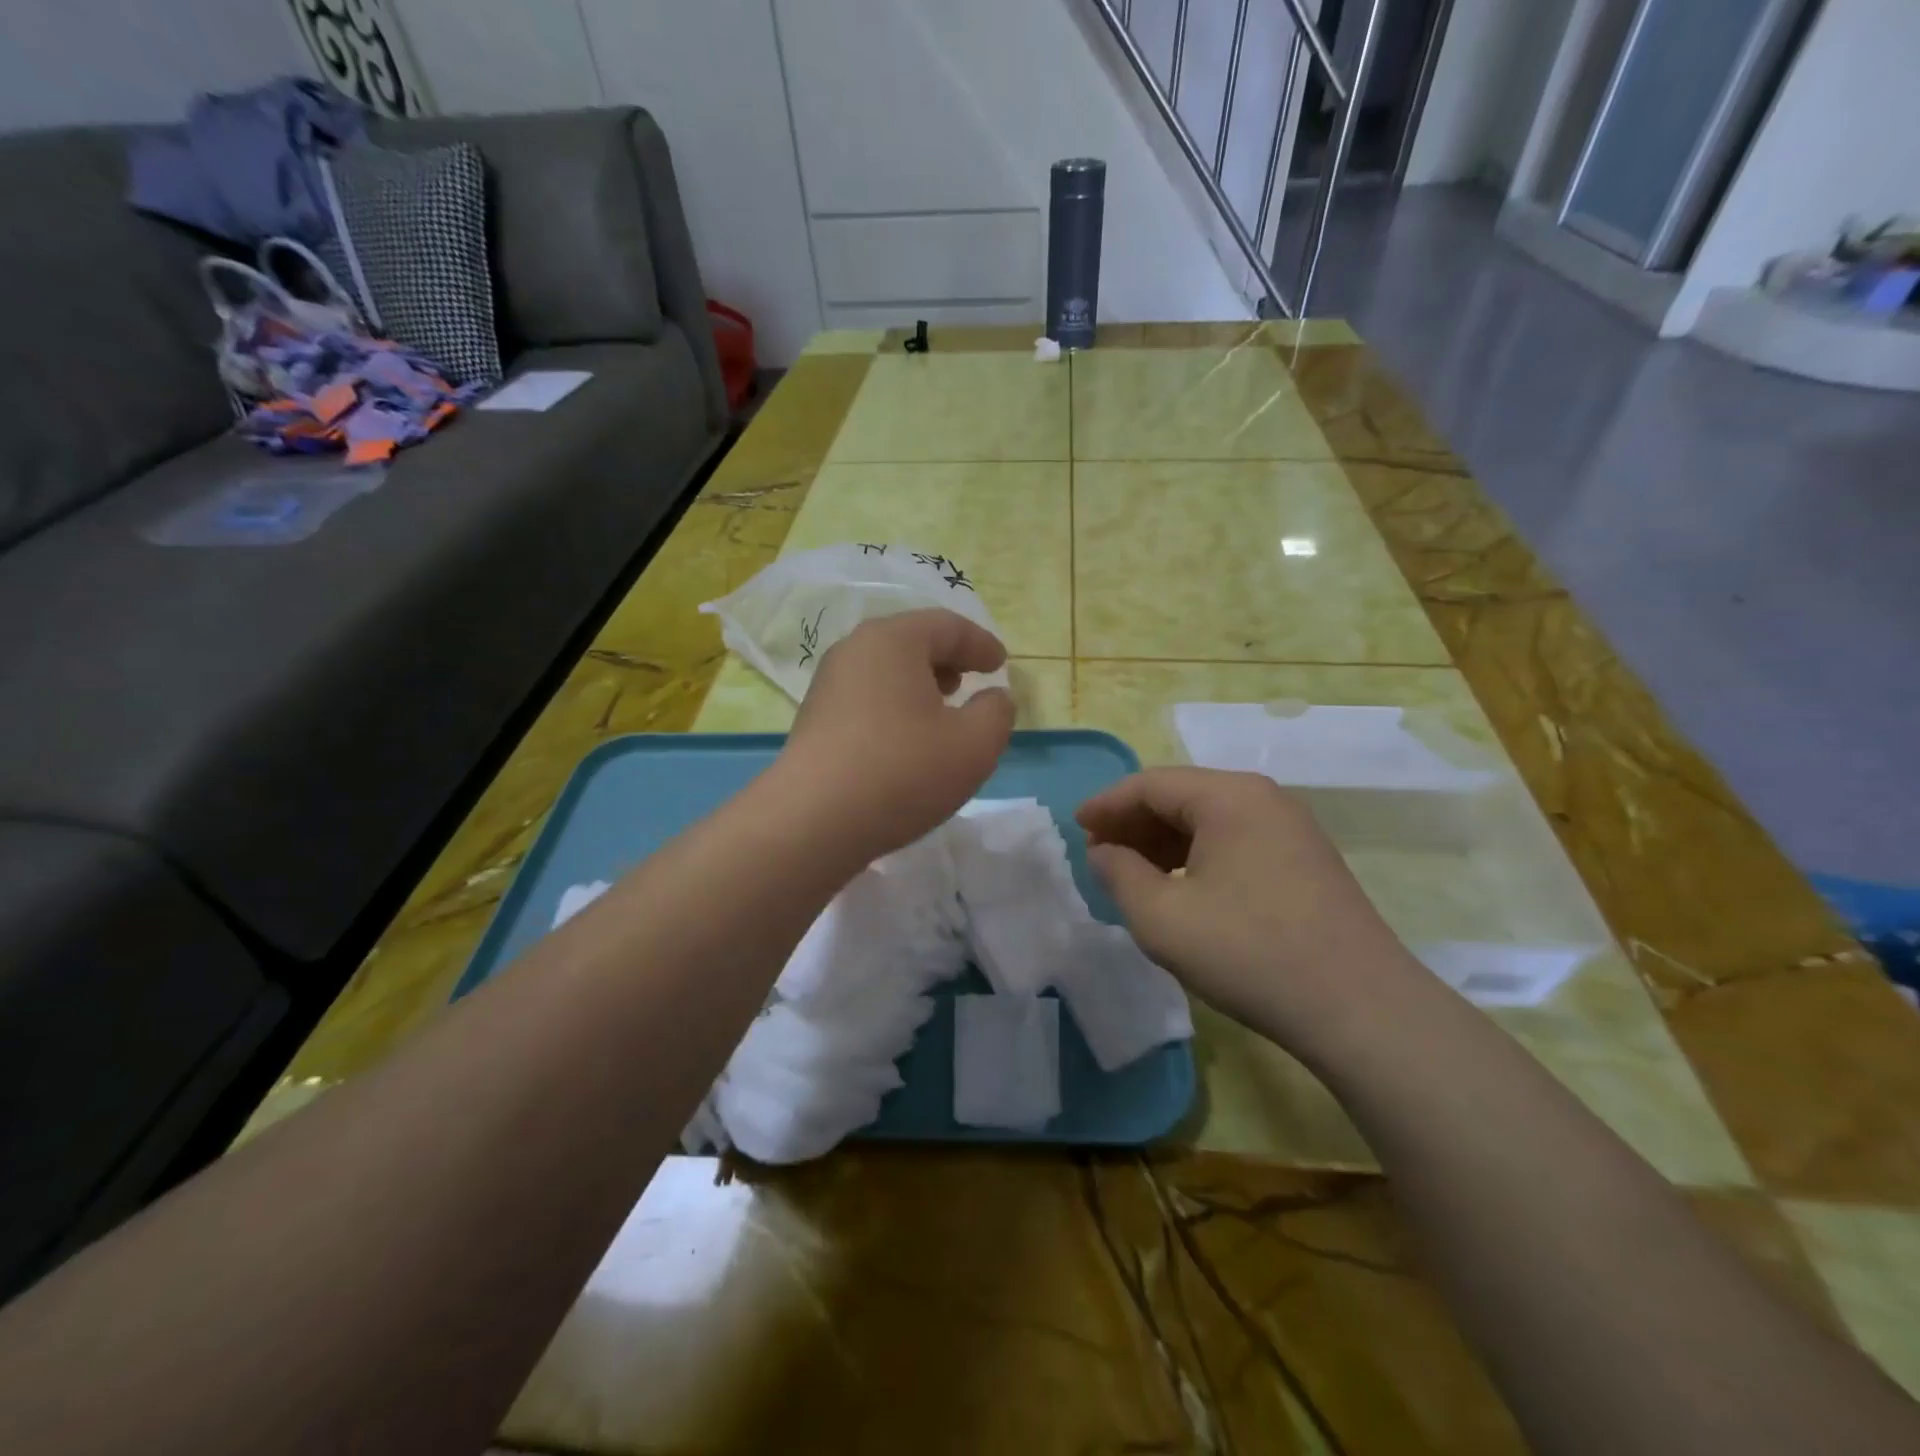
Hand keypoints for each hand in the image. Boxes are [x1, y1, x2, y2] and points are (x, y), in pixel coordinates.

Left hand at [777, 609, 1014, 858]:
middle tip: (970, 682)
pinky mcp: (815, 719)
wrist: (813, 821)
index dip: (981, 643)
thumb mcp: (974, 744)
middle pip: (911, 642)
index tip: (1001, 664)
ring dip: (919, 684)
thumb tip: (994, 698)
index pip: (947, 626)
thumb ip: (997, 713)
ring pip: (886, 670)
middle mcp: (854, 650)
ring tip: (941, 712)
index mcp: (893, 640)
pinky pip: (867, 697)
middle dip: (947, 659)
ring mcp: (828, 685)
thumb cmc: (903, 771)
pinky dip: (895, 706)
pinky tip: (906, 740)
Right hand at [1077, 768, 1429, 1063]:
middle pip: (1181, 795)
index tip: (1076, 826)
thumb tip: (1104, 851)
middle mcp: (1263, 798)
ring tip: (1133, 871)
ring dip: (1164, 840)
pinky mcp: (1305, 859)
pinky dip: (1197, 854)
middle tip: (1099, 852)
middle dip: (1134, 822)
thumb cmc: (1248, 953)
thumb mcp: (1162, 917)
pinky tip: (1181, 886)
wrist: (1361, 1009)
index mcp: (1228, 797)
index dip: (1106, 804)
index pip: (1150, 784)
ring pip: (1209, 818)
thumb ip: (1119, 875)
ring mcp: (1290, 828)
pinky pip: (1235, 839)